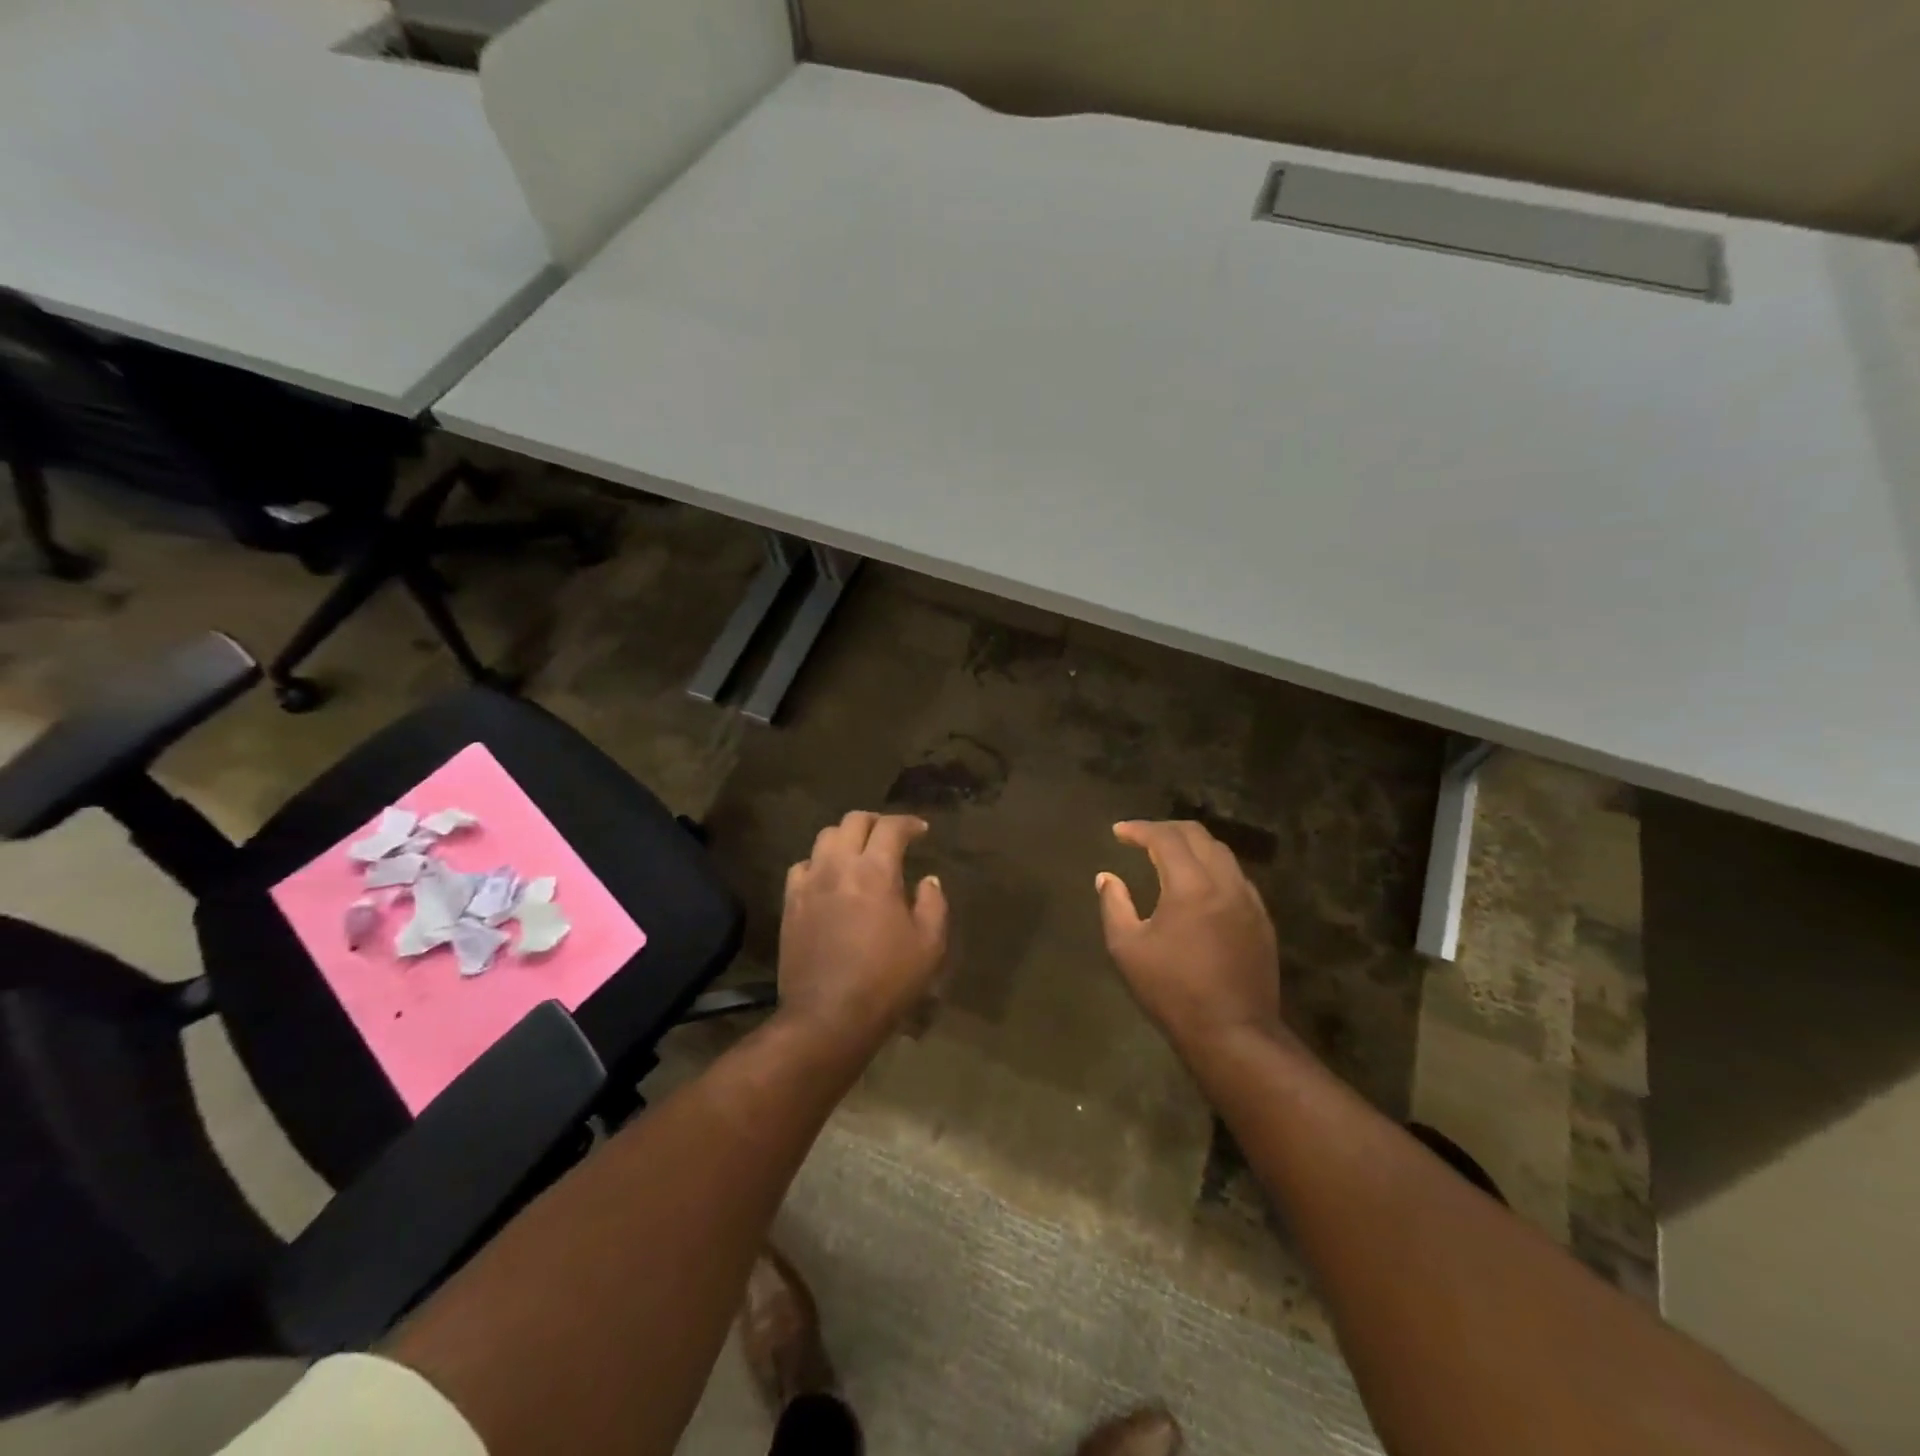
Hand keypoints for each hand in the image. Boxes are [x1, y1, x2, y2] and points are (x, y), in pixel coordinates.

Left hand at [778, 811, 948, 1046]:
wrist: (828, 1017)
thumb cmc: (886, 981)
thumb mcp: (929, 946)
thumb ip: (934, 904)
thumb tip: (928, 880)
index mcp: (875, 872)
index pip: (891, 827)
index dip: (909, 823)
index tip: (921, 831)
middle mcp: (838, 867)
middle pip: (853, 821)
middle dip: (876, 822)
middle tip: (891, 837)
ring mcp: (809, 884)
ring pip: (824, 838)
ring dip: (846, 838)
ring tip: (859, 854)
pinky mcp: (790, 904)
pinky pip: (802, 866)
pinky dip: (819, 863)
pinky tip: (829, 879)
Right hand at [1096, 820, 1280, 1053]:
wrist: (1233, 1033)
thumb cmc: (1172, 991)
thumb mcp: (1127, 949)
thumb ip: (1114, 905)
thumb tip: (1107, 878)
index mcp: (1191, 886)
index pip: (1165, 838)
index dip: (1139, 829)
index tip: (1118, 832)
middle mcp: (1225, 883)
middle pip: (1198, 836)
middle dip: (1166, 830)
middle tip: (1141, 837)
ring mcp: (1249, 901)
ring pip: (1222, 854)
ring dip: (1192, 846)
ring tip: (1168, 856)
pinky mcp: (1262, 920)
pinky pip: (1235, 877)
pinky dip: (1212, 867)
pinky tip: (1198, 885)